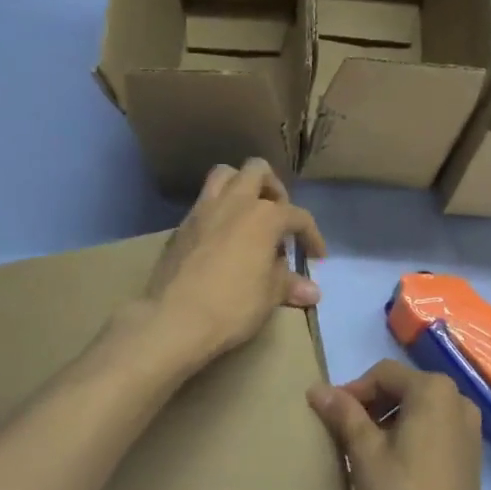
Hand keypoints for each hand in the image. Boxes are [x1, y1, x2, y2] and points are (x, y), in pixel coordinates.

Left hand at [143, 159, 326, 368]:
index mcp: (264, 216)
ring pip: (224, 174)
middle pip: (257, 171)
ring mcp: (203, 209)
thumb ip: (289, 284)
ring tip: (248, 213)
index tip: (316, 256)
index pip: (298, 216)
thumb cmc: (232, 305)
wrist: (173, 318)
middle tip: (278, 216)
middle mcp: (234, 202)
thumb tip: (312, 291)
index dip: (312, 236)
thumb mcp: (268, 297)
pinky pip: (203, 201)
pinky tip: (221, 236)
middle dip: (273, 188)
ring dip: (240, 185)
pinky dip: (218, 209)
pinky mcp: (181, 225)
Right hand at [308, 360, 490, 489]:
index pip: (383, 374)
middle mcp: (458, 399)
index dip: (353, 391)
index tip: (330, 417)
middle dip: (370, 405)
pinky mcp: (470, 453)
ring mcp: (469, 427)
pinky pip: (433, 428)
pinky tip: (390, 463)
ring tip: (363, 450)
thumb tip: (317, 388)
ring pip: (418, 409)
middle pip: (403, 388)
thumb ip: (343, 413)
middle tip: (343, 433)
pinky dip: (409, 435)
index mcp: (434, 390)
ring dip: (388, 420)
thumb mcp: (364, 452)